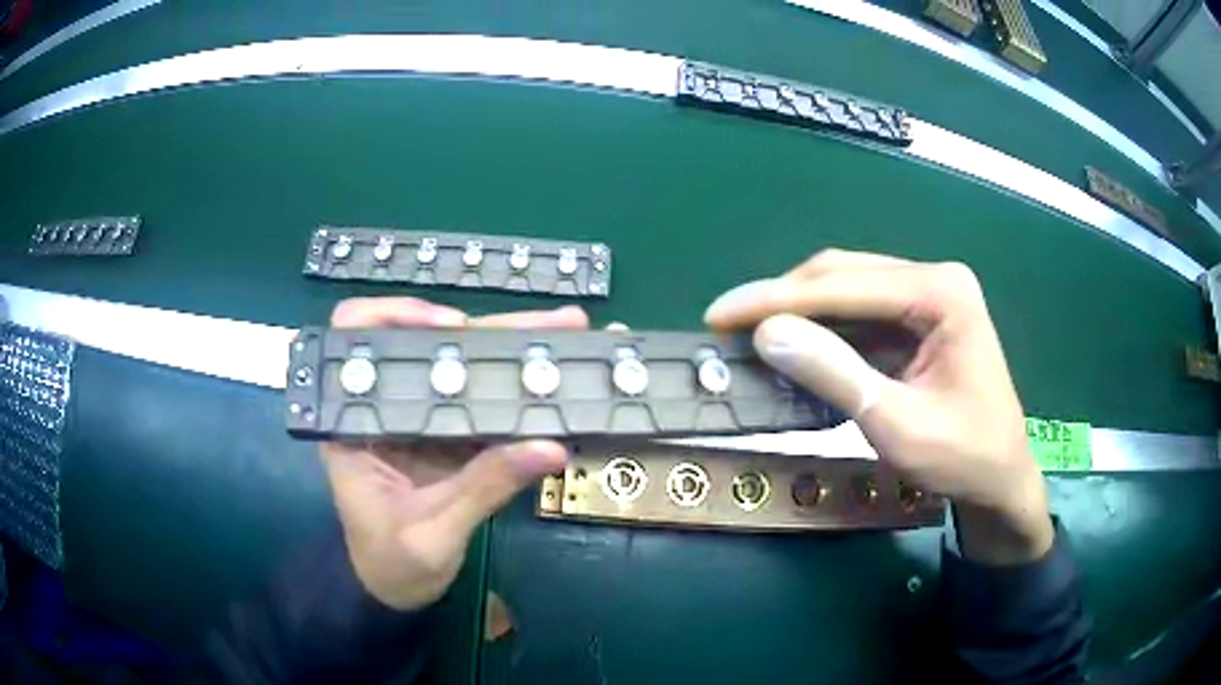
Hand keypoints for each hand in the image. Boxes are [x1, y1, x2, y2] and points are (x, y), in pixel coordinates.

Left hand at [321, 298, 588, 609]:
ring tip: (568, 333)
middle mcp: (385, 409)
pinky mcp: (447, 436)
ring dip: (512, 351)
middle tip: (554, 323)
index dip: (396, 316)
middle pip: (427, 348)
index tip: (452, 325)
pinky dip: (515, 389)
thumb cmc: (392, 563)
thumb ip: (483, 488)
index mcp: (354, 424)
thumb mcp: (434, 532)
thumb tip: (550, 447)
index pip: (357, 341)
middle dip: (489, 331)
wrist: (396, 590)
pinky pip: (481, 403)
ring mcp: (420, 421)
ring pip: (460, 370)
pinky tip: (552, 377)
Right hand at [705, 249, 1052, 564]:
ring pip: (847, 291)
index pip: (844, 285)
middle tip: (727, 325)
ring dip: (799, 313)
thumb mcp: (897, 424)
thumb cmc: (963, 458)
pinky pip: (861, 316)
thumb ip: (835, 373)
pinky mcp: (920, 320)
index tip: (719, 315)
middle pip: (843, 275)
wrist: (1001, 481)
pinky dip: (823, 331)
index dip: (776, 299)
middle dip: (783, 300)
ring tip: (750, 334)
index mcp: (941, 292)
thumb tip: (766, 333)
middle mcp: (933, 279)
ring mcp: (928, 297)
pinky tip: (795, 346)